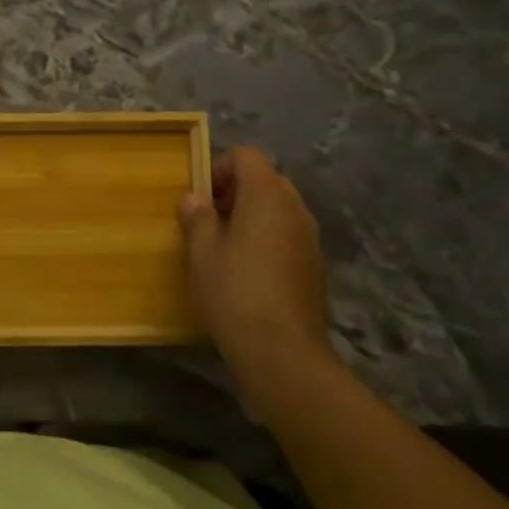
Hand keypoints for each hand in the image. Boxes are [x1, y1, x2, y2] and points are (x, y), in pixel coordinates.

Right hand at [178, 146, 336, 391]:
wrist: (283, 353)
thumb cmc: (235, 292)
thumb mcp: (202, 252)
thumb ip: (197, 217)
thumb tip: (193, 199)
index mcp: (267, 195)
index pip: (247, 156)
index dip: (220, 168)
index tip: (201, 199)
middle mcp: (295, 208)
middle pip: (265, 180)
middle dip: (236, 192)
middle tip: (209, 221)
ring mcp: (310, 238)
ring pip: (279, 209)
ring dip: (252, 217)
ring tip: (226, 249)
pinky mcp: (316, 266)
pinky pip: (289, 236)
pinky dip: (268, 240)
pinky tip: (248, 274)